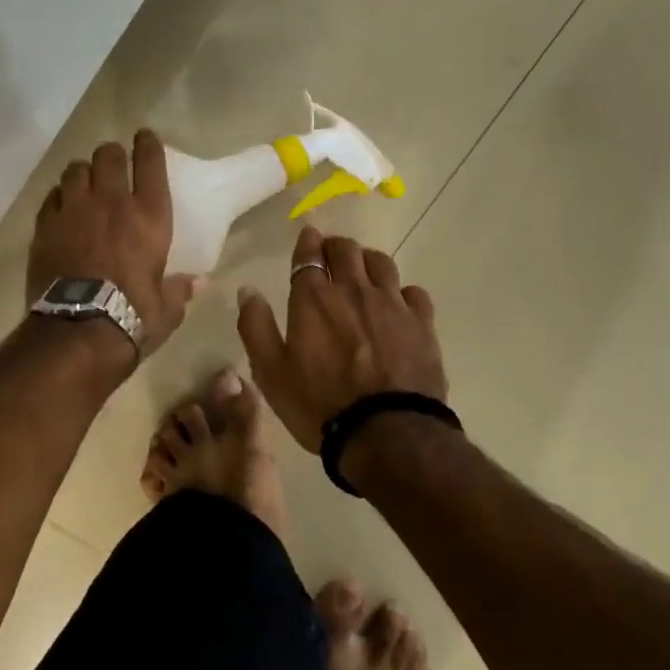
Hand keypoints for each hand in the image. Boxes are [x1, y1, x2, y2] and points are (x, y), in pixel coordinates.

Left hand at [27, 130, 199, 357]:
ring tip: (85, 183)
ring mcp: (74, 211)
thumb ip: (179, 290)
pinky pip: (51, 197)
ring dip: (83, 173)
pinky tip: (62, 207)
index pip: (150, 163)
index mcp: (149, 217)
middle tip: (113, 164)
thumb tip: (198, 283)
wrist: (78, 331)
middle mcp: (111, 203)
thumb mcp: (165, 309)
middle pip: (108, 156)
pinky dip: (58, 197)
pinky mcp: (45, 226)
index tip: (145, 137)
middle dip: (112, 155)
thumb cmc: (132, 317)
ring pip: (75, 170)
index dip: (148, 144)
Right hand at [236, 225, 446, 451]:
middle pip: (347, 249)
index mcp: (313, 298)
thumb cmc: (319, 404)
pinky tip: (397, 304)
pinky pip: (412, 291)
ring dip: (367, 261)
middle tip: (331, 255)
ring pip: (381, 262)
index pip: (309, 254)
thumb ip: (256, 326)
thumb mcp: (270, 372)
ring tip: (362, 272)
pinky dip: (400, 291)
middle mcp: (353, 289)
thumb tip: (247, 290)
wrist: (387, 433)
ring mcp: (392, 303)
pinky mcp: (422, 323)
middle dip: (336, 246)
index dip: (307, 242)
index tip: (308, 237)